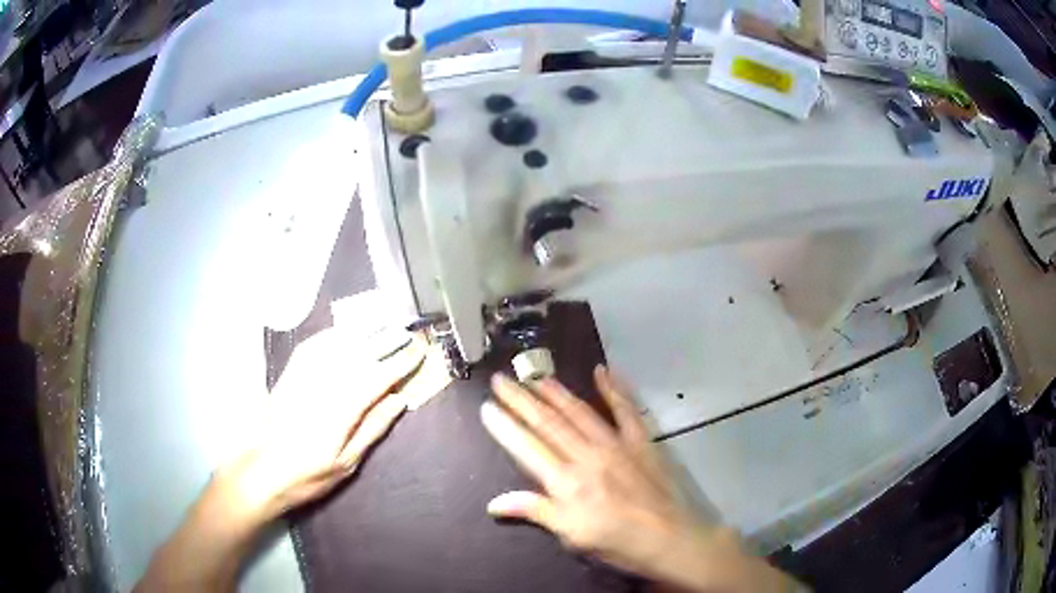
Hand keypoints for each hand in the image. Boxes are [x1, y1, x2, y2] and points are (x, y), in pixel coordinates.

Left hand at [138, 326, 426, 591]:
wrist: (263, 471)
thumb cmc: (308, 475)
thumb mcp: (346, 462)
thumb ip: (372, 428)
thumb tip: (398, 400)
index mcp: (339, 412)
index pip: (376, 378)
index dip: (400, 363)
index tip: (418, 350)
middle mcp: (321, 387)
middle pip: (358, 355)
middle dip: (385, 340)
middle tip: (407, 330)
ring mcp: (301, 378)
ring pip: (335, 345)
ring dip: (361, 331)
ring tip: (382, 322)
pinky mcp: (288, 376)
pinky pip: (311, 347)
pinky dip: (330, 336)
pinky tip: (342, 332)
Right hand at [482, 367, 795, 592]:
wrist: (670, 538)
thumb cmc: (617, 542)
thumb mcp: (572, 535)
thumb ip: (536, 511)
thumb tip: (494, 503)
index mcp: (567, 482)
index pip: (527, 447)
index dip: (505, 427)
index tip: (487, 406)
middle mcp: (587, 456)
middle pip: (548, 423)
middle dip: (521, 400)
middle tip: (501, 379)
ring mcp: (617, 444)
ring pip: (580, 412)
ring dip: (556, 392)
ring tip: (536, 376)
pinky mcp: (641, 440)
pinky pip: (626, 409)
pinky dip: (614, 388)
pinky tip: (602, 370)